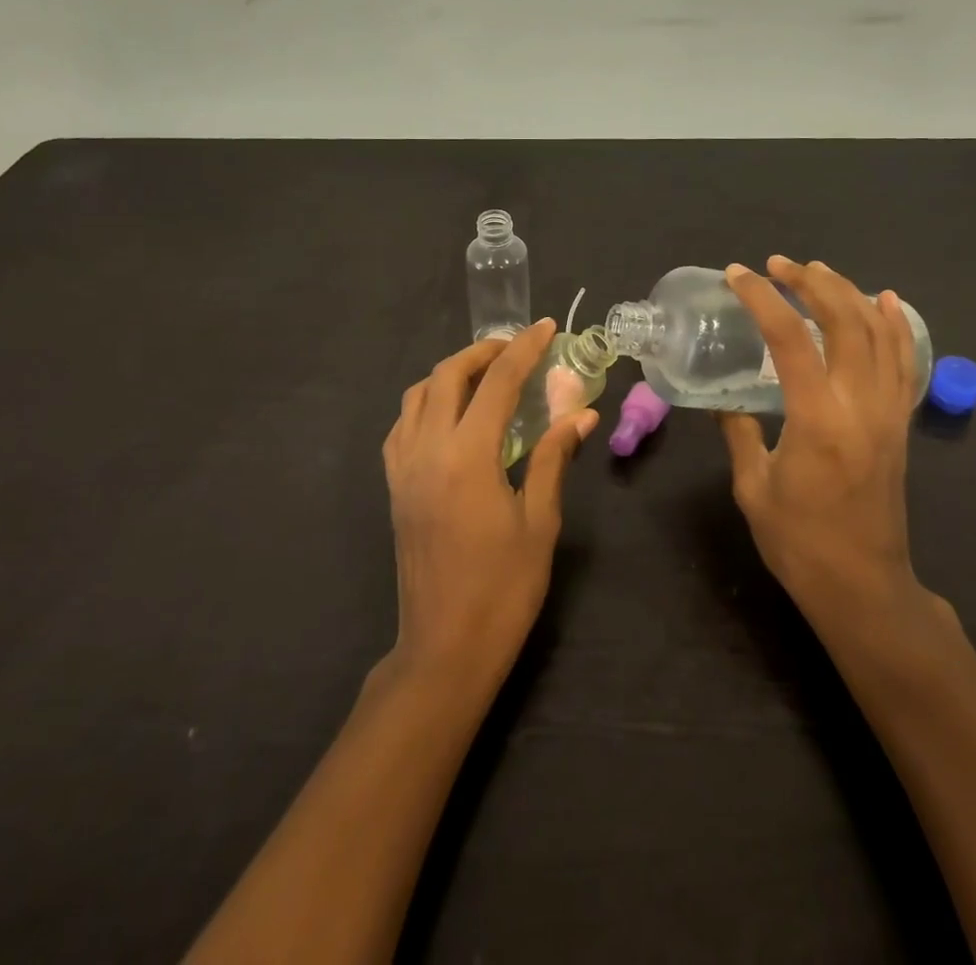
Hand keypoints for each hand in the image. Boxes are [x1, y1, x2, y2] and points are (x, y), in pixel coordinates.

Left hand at [383, 320, 597, 689]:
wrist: (444, 648)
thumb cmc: (503, 588)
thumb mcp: (539, 521)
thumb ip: (554, 458)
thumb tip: (581, 413)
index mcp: (467, 457)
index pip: (498, 383)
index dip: (524, 349)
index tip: (546, 327)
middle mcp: (427, 450)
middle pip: (447, 376)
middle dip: (483, 352)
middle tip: (516, 348)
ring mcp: (403, 468)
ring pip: (417, 395)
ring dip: (451, 373)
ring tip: (485, 376)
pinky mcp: (394, 486)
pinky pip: (403, 425)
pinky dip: (428, 403)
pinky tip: (452, 416)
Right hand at [718, 257, 934, 639]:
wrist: (863, 587)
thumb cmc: (800, 543)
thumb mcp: (753, 487)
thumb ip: (738, 432)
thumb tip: (721, 399)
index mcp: (818, 419)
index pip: (791, 338)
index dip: (763, 298)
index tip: (738, 275)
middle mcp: (861, 405)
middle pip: (845, 320)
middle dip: (810, 282)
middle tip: (778, 265)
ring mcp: (888, 412)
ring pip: (879, 332)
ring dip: (848, 293)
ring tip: (818, 271)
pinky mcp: (900, 423)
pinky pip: (904, 361)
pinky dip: (895, 324)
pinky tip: (883, 300)